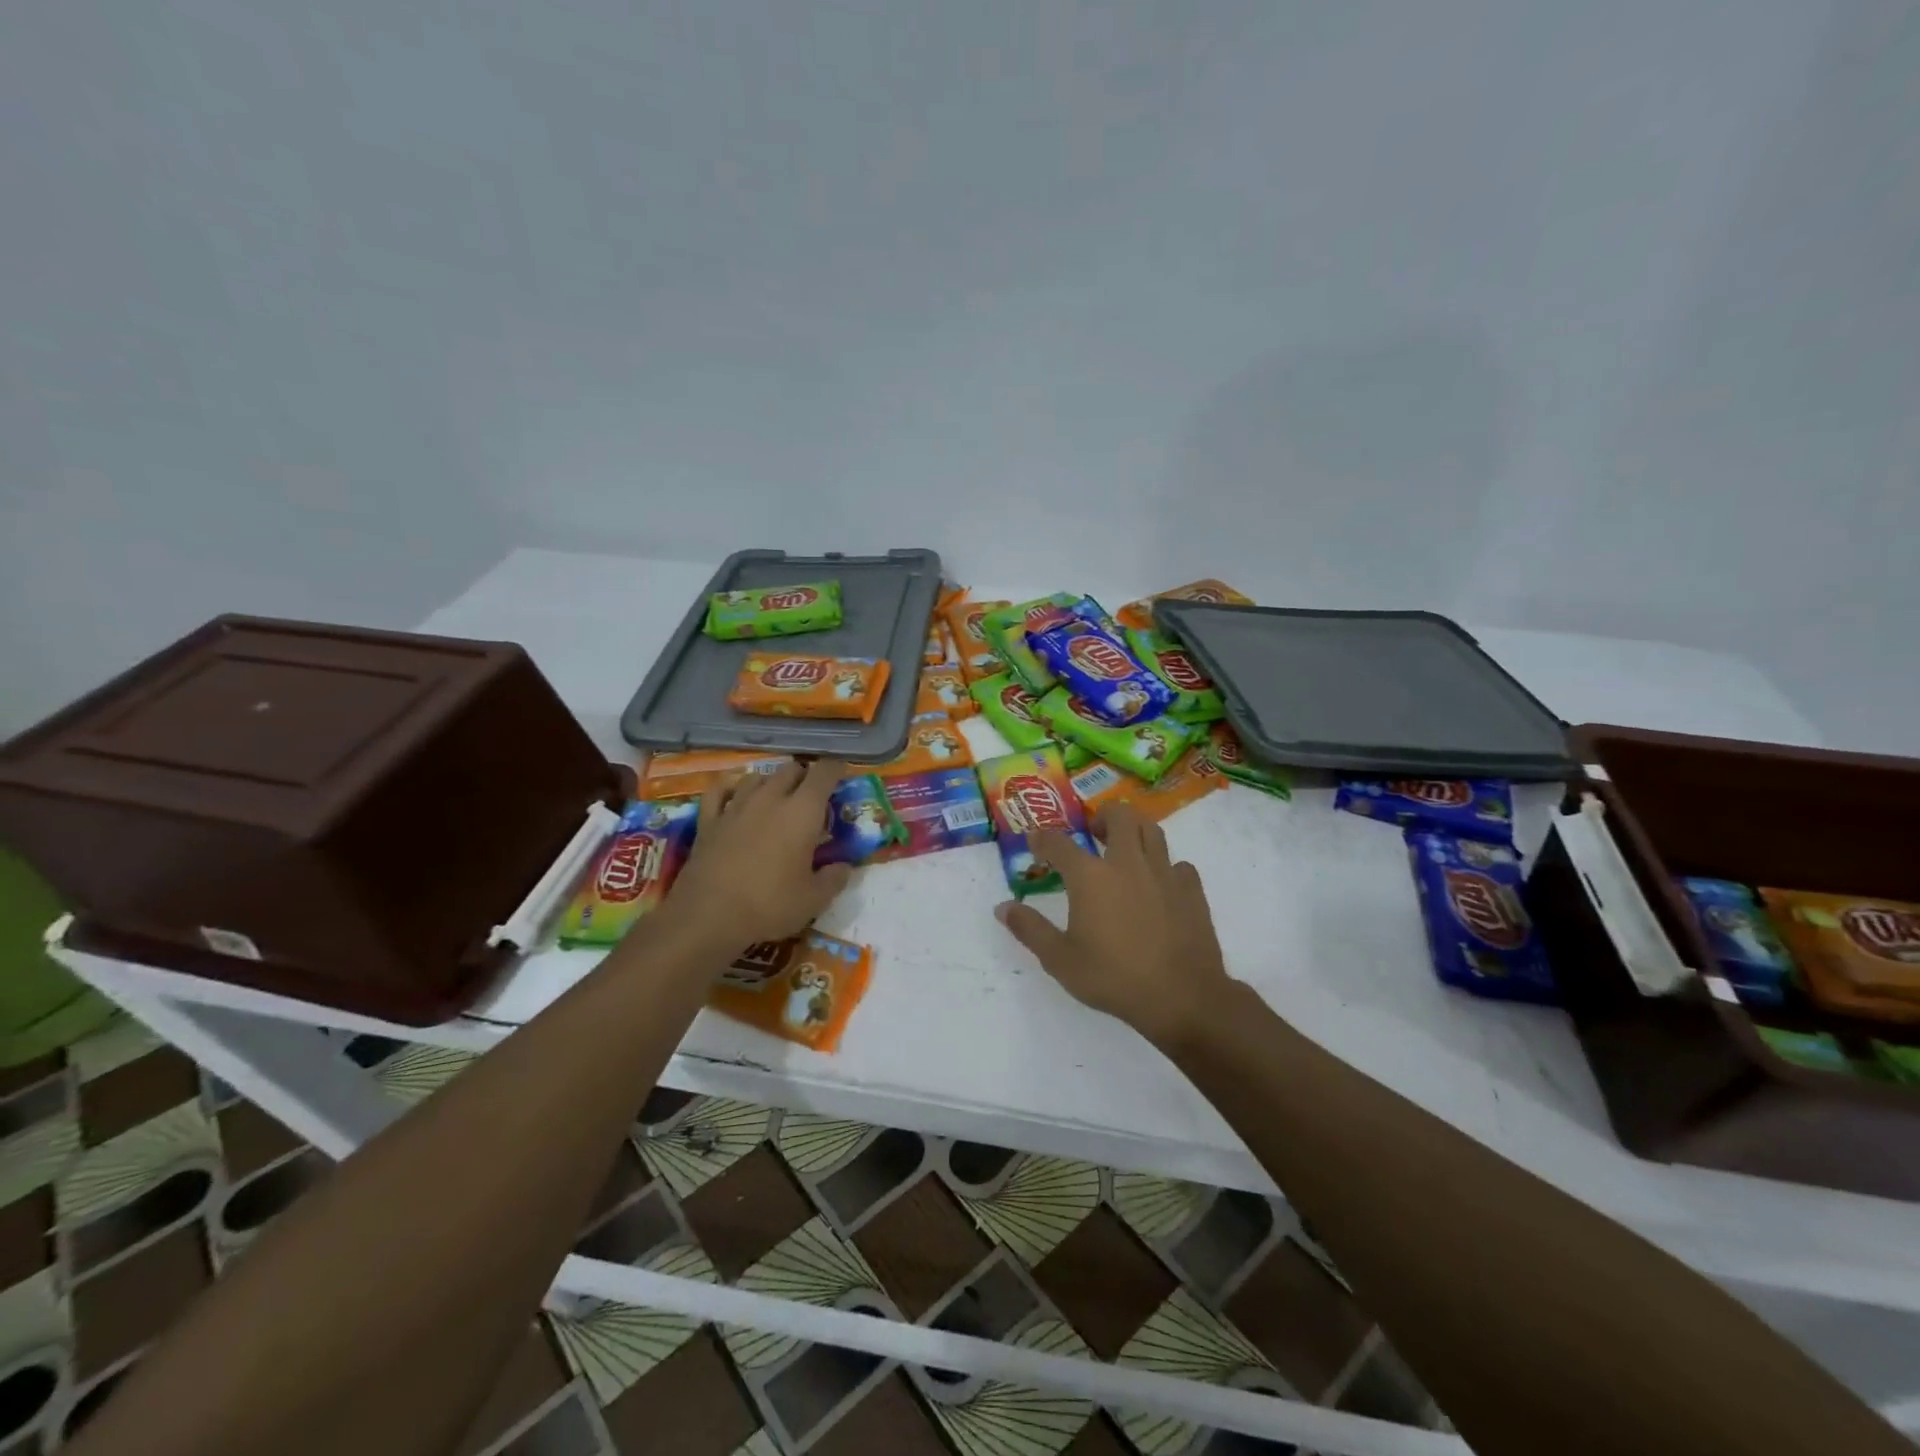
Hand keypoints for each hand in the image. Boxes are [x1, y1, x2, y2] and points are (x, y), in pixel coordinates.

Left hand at [665, 760, 853, 950]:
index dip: (836, 769)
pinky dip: (731, 788)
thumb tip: (843, 866)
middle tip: (813, 797)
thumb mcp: (814, 900)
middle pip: (791, 769)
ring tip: (777, 798)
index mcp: (802, 812)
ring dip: (772, 782)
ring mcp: (735, 806)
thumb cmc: (769, 906)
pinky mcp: (708, 820)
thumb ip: (834, 878)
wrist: (707, 918)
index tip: (842, 775)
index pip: (824, 773)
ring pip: (758, 776)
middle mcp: (770, 798)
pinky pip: (719, 791)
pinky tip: (735, 794)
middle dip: (805, 776)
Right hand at [994, 804, 1230, 1048]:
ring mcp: (1164, 873)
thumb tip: (1003, 908)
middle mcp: (1127, 863)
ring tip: (1126, 849)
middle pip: (1118, 816)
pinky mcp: (1191, 889)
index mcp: (1090, 877)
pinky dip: (1166, 867)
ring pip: (1152, 831)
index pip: (1059, 843)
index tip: (1035, 841)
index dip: (1043, 839)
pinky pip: (1179, 864)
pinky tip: (1160, 885)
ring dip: (1135, 832)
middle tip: (1093, 834)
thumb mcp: (1060, 960)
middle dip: (1102, 816)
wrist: (1182, 997)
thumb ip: (1030, 930)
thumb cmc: (1114, 977)